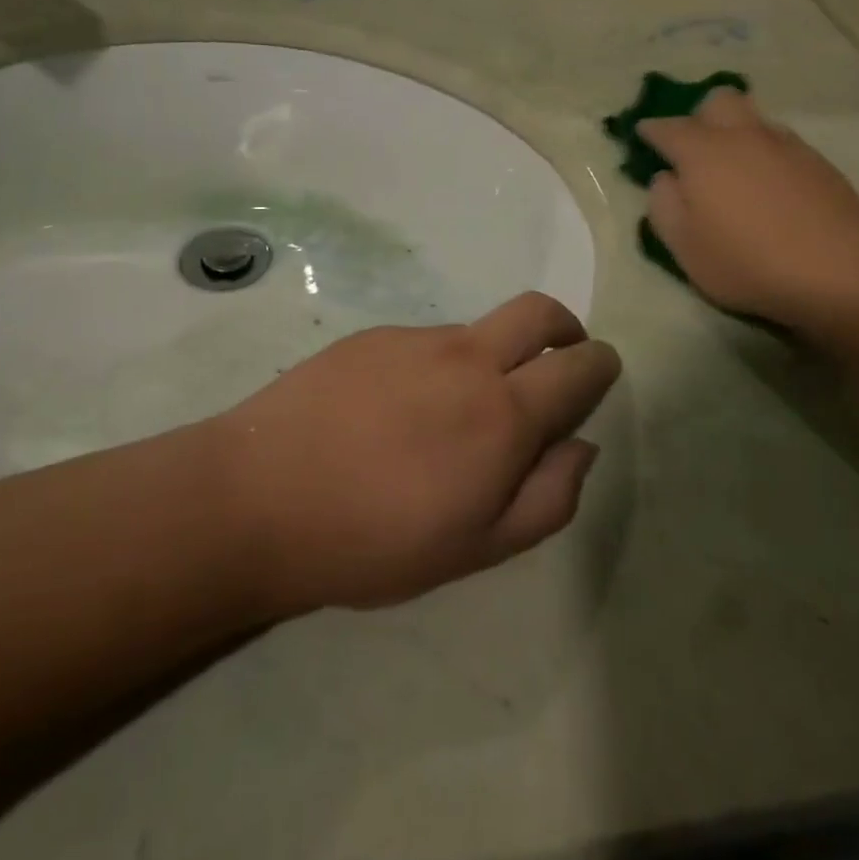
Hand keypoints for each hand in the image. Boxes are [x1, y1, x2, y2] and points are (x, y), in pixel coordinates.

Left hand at [208, 293, 620, 612]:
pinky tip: (398, 413)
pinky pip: (427, 343)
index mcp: (504, 412)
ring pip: (479, 332)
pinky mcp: (373, 336)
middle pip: (539, 311)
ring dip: (493, 357)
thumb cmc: (376, 540)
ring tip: (454, 417)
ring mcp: (416, 340)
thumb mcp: (477, 548)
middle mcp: (468, 358)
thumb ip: (548, 498)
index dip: (599, 366)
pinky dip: (439, 366)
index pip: (579, 365)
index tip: (598, 376)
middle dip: (565, 328)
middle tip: (559, 360)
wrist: (260, 497)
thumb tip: (580, 445)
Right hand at [639, 88, 858, 329]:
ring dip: (737, 133)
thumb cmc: (745, 261)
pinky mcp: (818, 163)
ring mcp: (786, 146)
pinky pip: (783, 143)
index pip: (667, 127)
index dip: (651, 130)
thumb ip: (663, 205)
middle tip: (695, 149)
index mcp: (703, 152)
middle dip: (700, 116)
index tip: (643, 135)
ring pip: (754, 119)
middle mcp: (743, 136)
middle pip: (718, 101)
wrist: (836, 273)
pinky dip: (767, 154)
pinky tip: (771, 187)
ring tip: (735, 168)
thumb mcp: (683, 245)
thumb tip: (667, 178)